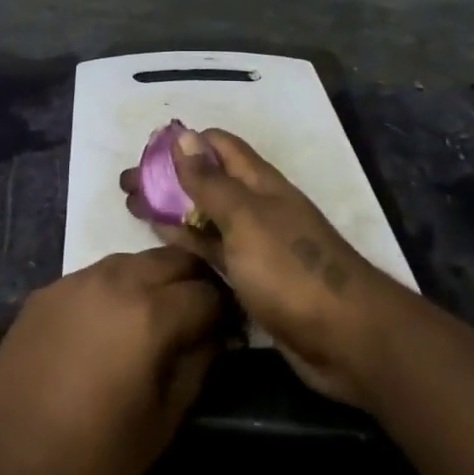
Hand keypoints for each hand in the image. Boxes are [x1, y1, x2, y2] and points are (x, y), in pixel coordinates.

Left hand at [0, 247, 222, 474]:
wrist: (4, 468)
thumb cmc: (94, 458)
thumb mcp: (164, 422)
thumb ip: (198, 365)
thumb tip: (217, 335)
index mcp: (152, 313)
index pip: (207, 292)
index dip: (225, 311)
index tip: (229, 330)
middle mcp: (117, 279)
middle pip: (172, 259)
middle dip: (194, 280)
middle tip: (199, 313)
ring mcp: (78, 279)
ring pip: (134, 259)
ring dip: (155, 278)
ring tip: (157, 313)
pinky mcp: (49, 289)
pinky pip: (97, 273)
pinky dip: (117, 287)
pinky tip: (110, 321)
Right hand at [121, 127, 405, 406]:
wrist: (346, 338)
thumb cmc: (292, 270)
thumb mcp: (245, 220)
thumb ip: (211, 182)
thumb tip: (184, 136)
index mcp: (259, 182)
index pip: (218, 145)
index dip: (184, 143)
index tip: (147, 151)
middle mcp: (256, 206)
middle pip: (207, 180)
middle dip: (169, 177)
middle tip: (126, 185)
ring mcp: (255, 244)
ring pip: (207, 216)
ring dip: (173, 209)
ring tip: (133, 207)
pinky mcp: (253, 279)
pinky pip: (214, 250)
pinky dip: (188, 241)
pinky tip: (163, 240)